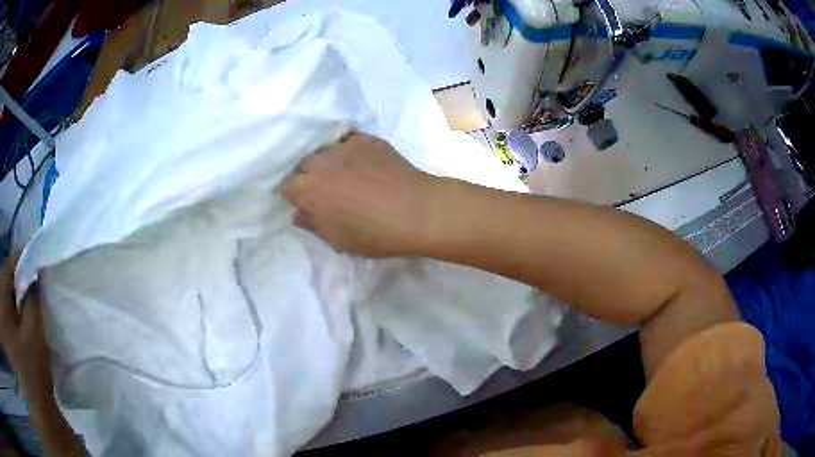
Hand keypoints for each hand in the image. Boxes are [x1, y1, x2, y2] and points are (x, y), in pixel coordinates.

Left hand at [0, 253, 53, 409]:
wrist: (42, 417)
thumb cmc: (33, 376)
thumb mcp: (33, 338)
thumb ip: (33, 301)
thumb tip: (35, 273)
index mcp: (3, 304)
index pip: (7, 267)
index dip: (20, 260)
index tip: (36, 262)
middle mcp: (3, 309)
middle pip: (6, 284)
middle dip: (18, 284)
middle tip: (33, 289)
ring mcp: (7, 325)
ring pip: (7, 302)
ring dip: (17, 302)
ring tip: (28, 310)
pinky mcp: (10, 339)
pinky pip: (9, 318)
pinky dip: (16, 318)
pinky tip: (23, 328)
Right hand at [283, 132, 437, 257]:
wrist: (416, 211)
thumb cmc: (374, 234)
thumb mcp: (338, 240)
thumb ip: (313, 224)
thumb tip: (297, 214)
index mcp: (306, 189)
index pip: (288, 188)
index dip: (297, 197)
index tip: (310, 205)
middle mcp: (319, 163)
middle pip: (305, 165)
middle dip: (311, 177)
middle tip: (329, 190)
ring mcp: (343, 147)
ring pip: (326, 150)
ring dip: (330, 161)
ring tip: (348, 173)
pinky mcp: (366, 139)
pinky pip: (350, 142)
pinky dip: (352, 152)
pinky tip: (366, 163)